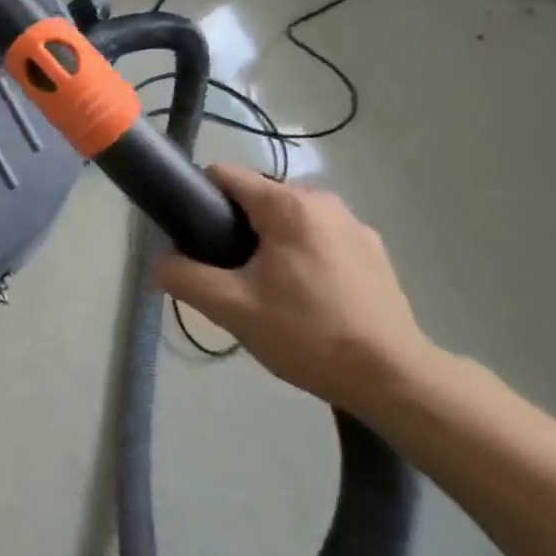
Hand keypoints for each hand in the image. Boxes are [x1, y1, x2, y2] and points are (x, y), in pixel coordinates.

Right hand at [153, 166, 435, 413]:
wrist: (396, 380)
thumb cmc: (308, 333)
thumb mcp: (231, 308)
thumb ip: (184, 277)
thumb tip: (159, 263)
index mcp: (288, 204)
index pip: (224, 175)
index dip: (198, 200)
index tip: (191, 238)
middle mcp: (323, 202)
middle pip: (256, 198)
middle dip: (233, 228)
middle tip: (227, 276)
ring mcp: (354, 226)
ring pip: (288, 220)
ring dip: (268, 244)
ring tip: (265, 292)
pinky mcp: (374, 252)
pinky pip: (318, 239)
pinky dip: (302, 257)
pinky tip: (305, 300)